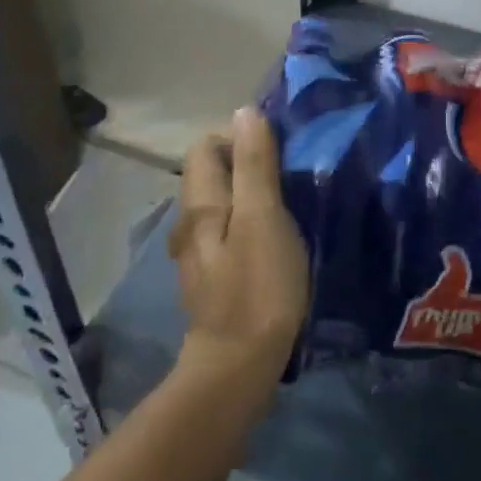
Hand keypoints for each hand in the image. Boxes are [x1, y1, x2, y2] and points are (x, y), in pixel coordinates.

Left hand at [170, 108, 309, 404]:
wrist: (239, 368)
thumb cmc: (257, 286)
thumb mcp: (262, 217)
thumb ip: (254, 164)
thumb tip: (244, 112)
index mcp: (199, 203)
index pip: (206, 145)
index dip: (239, 138)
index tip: (277, 152)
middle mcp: (190, 223)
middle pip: (213, 173)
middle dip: (249, 165)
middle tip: (290, 178)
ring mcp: (199, 254)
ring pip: (223, 204)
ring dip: (252, 196)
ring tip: (290, 206)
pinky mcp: (215, 278)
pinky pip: (230, 233)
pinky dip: (251, 225)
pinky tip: (277, 242)